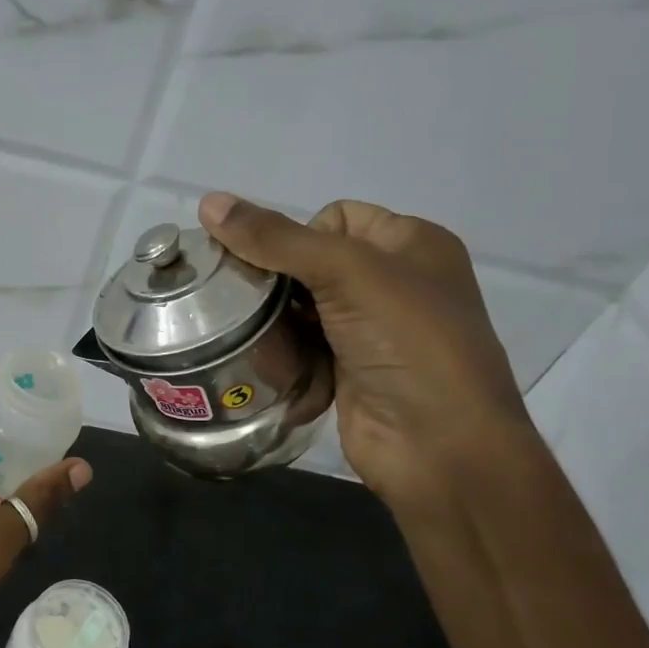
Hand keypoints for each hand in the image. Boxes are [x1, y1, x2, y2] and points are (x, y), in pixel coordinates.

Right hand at [198, 193, 531, 505]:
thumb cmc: (408, 343)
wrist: (440, 446)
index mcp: (412, 244)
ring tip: (245, 334)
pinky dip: (286, 356)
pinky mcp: (351, 372)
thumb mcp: (348, 273)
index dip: (298, 235)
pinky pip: (304, 349)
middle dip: (277, 281)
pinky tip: (268, 365)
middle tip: (242, 301)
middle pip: (313, 264)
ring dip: (276, 322)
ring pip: (303, 310)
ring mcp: (373, 332)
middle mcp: (395, 283)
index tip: (277, 268)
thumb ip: (276, 239)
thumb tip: (209, 201)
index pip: (336, 216)